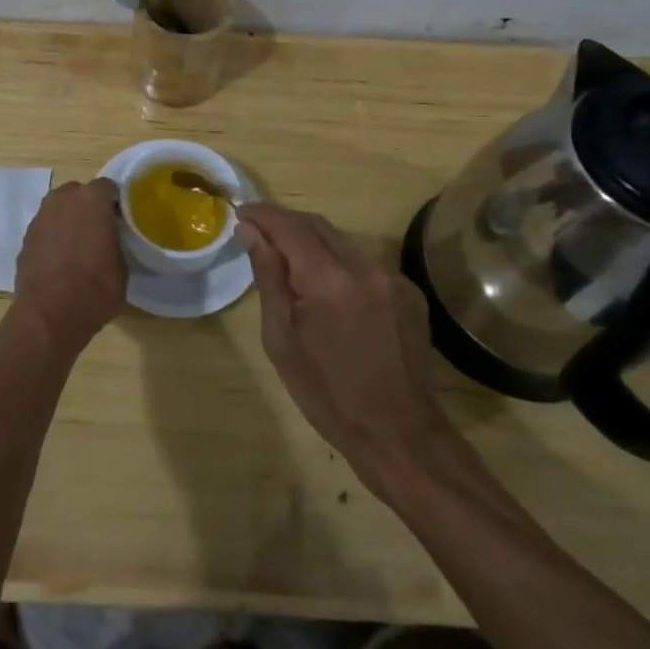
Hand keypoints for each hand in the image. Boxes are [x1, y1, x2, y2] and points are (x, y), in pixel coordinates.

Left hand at [10, 179, 126, 353]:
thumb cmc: (95, 288)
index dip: (115, 201)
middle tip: (99, 228)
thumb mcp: (122, 266)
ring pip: (59, 208)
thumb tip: (111, 240)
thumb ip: (117, 241)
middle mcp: (63, 199)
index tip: (120, 216)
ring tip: (78, 244)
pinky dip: (53, 236)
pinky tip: (60, 257)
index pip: (107, 186)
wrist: (50, 314)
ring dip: (68, 219)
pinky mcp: (26, 236)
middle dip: (88, 206)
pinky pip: (46, 227)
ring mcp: (41, 216)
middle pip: (79, 193)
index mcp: (92, 200)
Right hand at [237, 203, 452, 494]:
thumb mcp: (282, 339)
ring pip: (341, 241)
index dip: (262, 214)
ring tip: (287, 258)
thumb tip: (250, 232)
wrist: (400, 436)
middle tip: (257, 231)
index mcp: (328, 281)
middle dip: (284, 222)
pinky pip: (363, 263)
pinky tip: (326, 287)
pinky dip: (337, 262)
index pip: (289, 226)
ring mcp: (392, 278)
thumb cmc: (328, 394)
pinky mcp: (408, 291)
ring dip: (311, 241)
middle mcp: (364, 268)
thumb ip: (268, 277)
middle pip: (317, 225)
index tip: (240, 213)